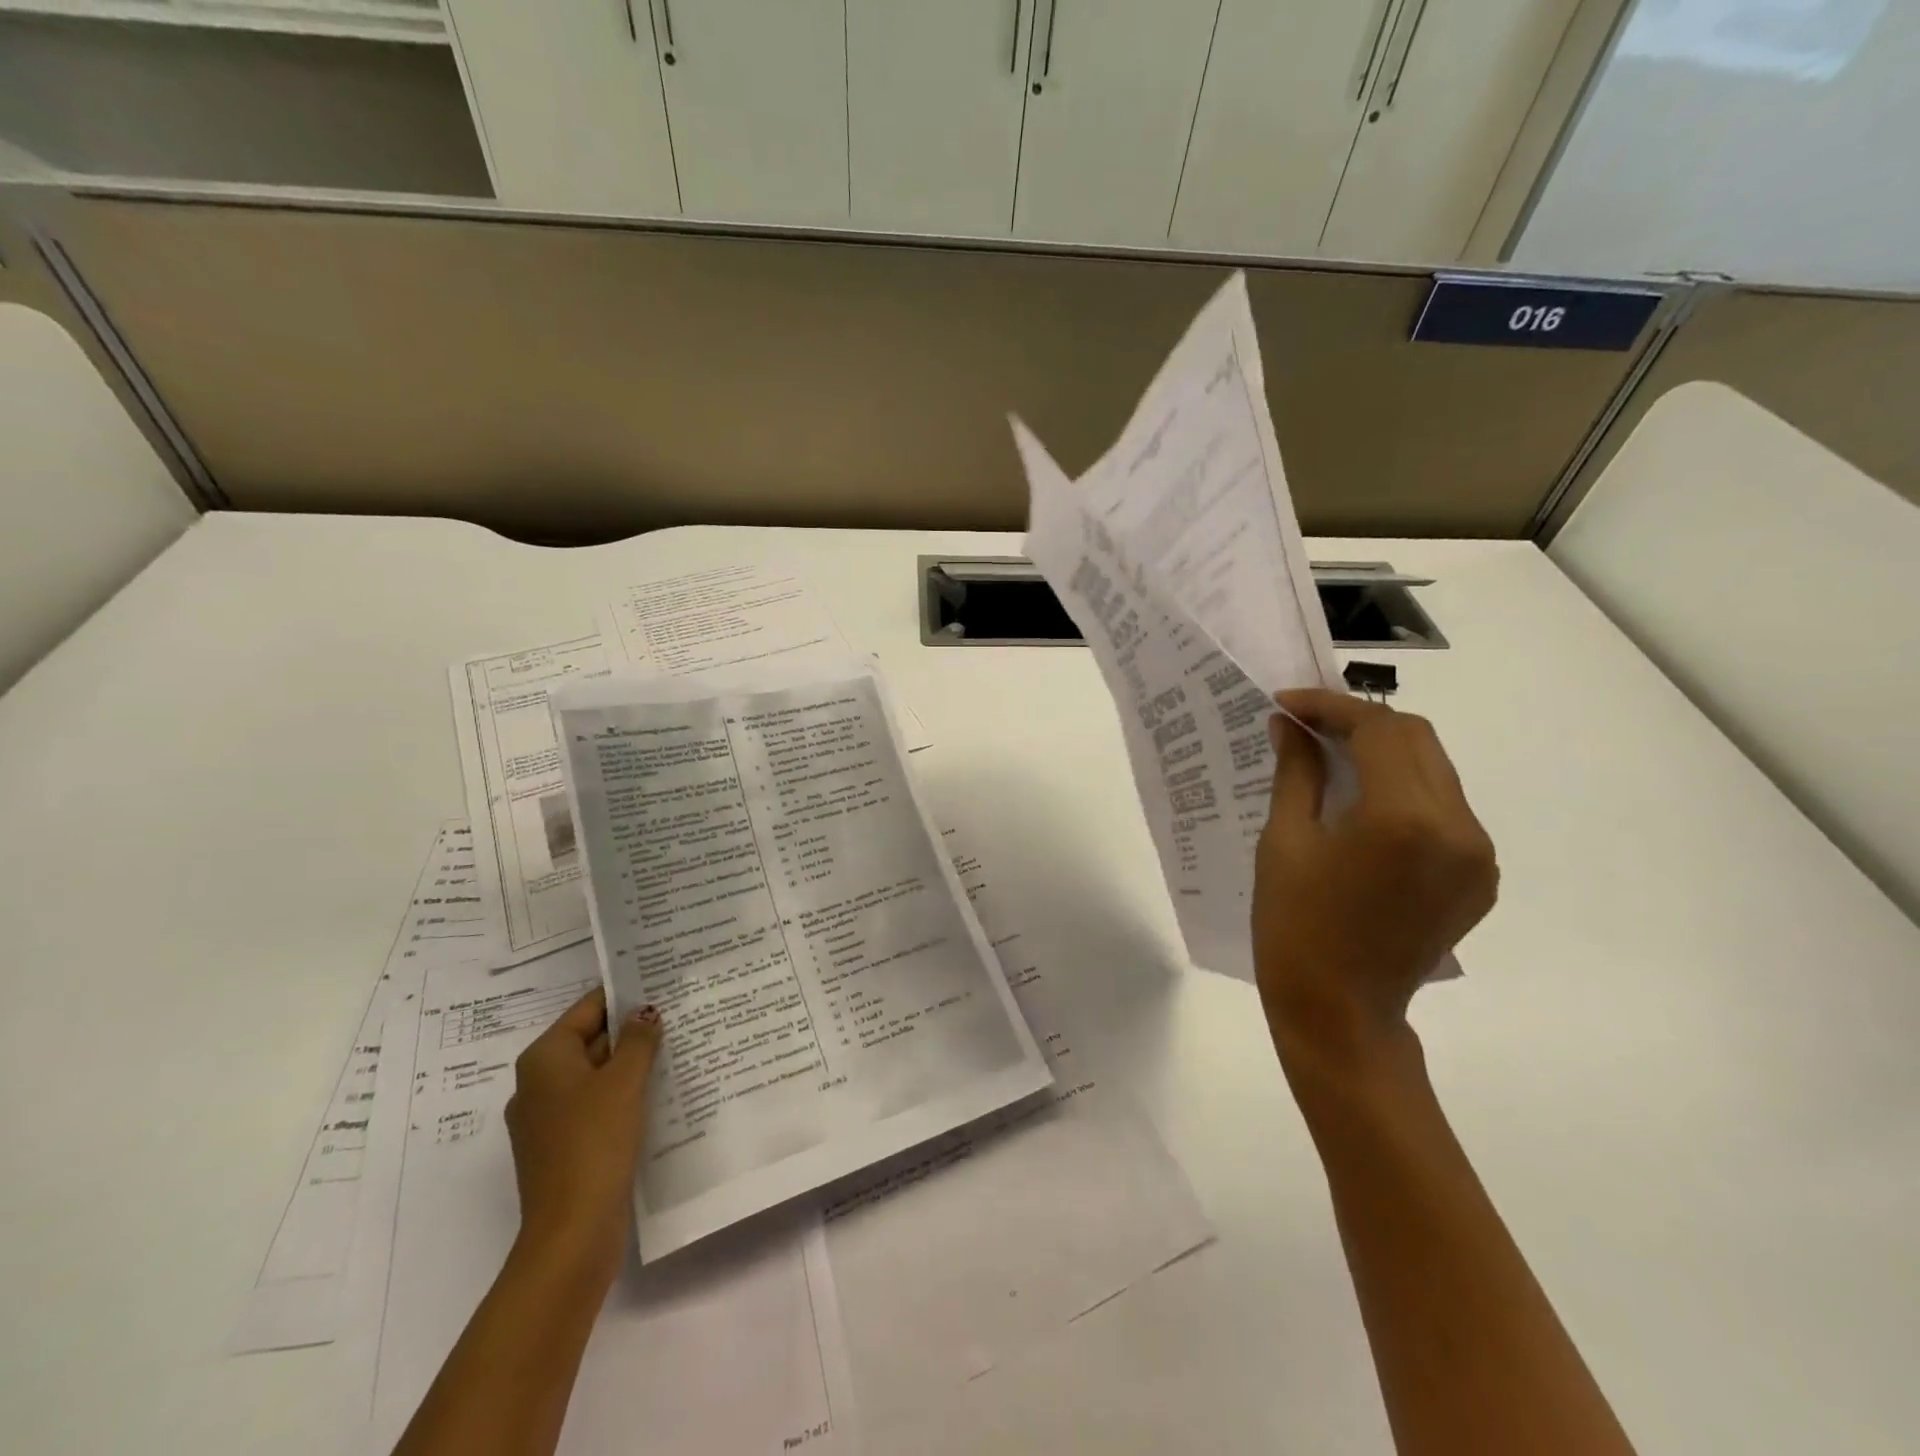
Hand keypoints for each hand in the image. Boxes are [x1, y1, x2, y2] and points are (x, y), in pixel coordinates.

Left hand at [504, 988, 662, 1286]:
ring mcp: (548, 1119)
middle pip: (591, 1040)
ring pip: (596, 1075)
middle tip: (679, 1013)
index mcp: (544, 1059)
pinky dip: (624, 1095)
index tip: (662, 983)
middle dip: (632, 1030)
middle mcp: (538, 1084)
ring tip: (678, 1047)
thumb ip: (638, 1040)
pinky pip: (597, 1106)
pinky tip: (660, 1093)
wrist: (572, 1232)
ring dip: (631, 1064)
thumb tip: (645, 1011)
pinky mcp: (564, 1147)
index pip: (588, 1008)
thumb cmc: (594, 1142)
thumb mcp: (624, 1081)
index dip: (624, 994)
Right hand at [1254, 689, 1497, 1069]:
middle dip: (1360, 721)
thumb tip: (1288, 723)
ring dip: (1385, 751)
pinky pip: (1445, 808)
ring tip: (1331, 755)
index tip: (1286, 704)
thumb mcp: (1284, 841)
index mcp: (1404, 818)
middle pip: (1416, 739)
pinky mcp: (1480, 876)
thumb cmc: (1294, 925)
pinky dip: (1405, 788)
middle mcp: (1458, 827)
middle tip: (1307, 725)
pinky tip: (1365, 801)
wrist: (1340, 1012)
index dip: (1330, 706)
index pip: (1378, 729)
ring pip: (1435, 769)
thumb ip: (1296, 772)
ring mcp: (1478, 855)